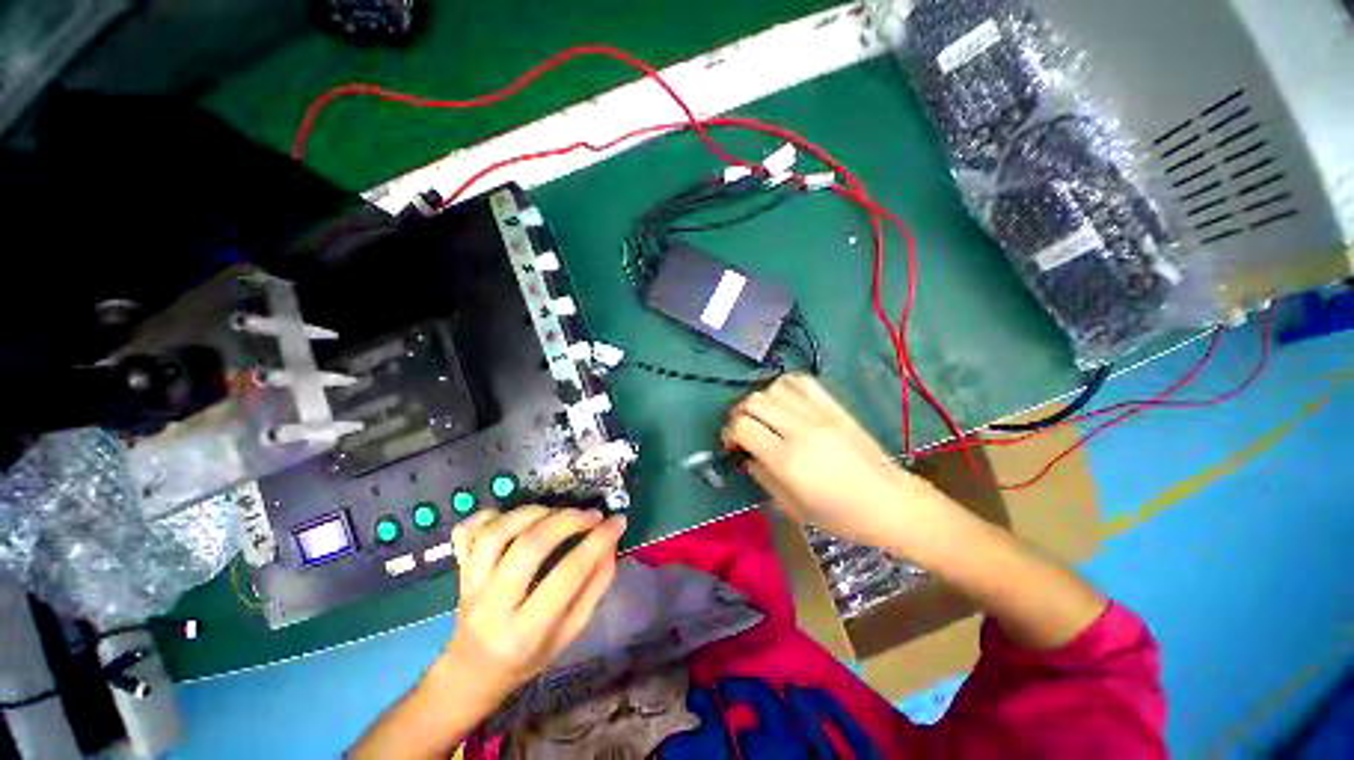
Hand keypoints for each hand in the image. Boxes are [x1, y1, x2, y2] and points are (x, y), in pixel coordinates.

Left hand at [442, 507, 626, 707]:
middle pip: (529, 547)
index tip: (618, 522)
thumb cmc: (528, 658)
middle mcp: (494, 606)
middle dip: (566, 521)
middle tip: (590, 514)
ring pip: (496, 533)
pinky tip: (514, 516)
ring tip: (557, 512)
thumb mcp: (570, 634)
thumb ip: (594, 588)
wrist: (471, 673)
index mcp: (526, 631)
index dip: (597, 542)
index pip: (567, 576)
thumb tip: (611, 544)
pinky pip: (467, 532)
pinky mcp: (458, 569)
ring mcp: (470, 585)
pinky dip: (490, 514)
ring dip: (533, 512)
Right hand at [722, 374, 943, 549]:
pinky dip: (784, 386)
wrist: (890, 502)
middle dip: (739, 413)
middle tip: (742, 429)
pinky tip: (783, 400)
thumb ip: (762, 476)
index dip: (729, 433)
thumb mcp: (793, 507)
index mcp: (788, 461)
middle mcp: (800, 430)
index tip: (731, 444)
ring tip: (762, 415)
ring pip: (774, 388)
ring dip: (760, 399)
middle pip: (754, 402)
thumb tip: (746, 455)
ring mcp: (819, 415)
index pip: (743, 427)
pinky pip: (801, 382)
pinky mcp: (834, 407)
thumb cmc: (840, 515)